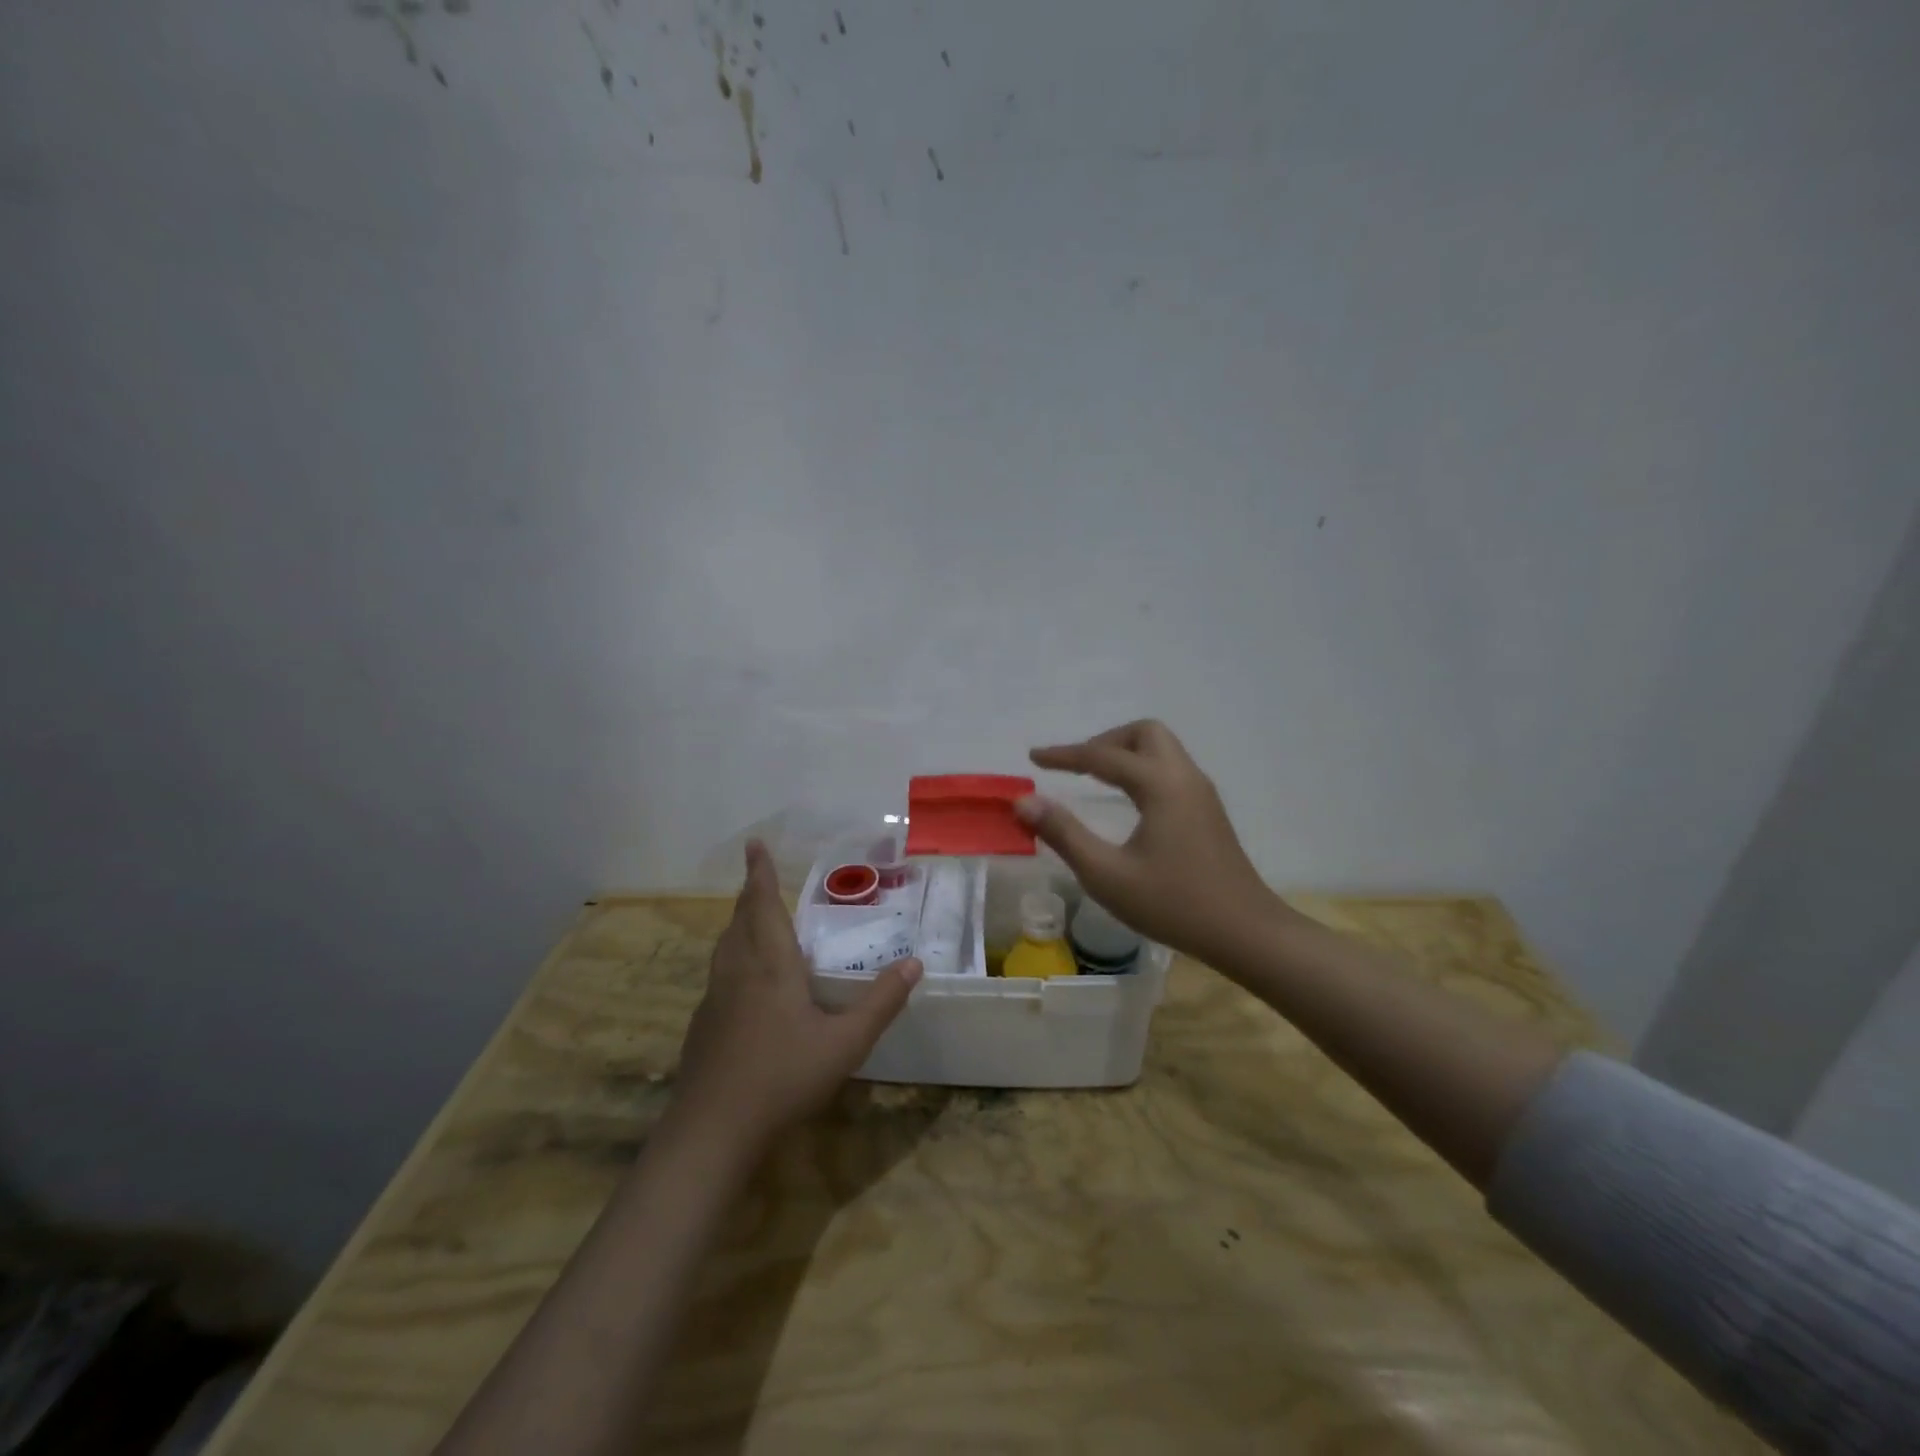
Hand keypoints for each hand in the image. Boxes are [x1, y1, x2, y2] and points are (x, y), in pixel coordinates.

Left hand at [670, 841, 920, 1155]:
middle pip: (740, 921)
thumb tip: (914, 964)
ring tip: (751, 918)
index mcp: (771, 966)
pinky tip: (743, 982)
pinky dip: (732, 957)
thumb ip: (881, 1003)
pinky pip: (719, 974)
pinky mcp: (702, 1026)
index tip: (754, 844)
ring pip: (725, 947)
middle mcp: (738, 973)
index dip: (761, 874)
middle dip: (750, 894)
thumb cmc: (783, 1078)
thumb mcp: (845, 1043)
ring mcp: (715, 1000)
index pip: (764, 906)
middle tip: (758, 876)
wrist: (712, 1131)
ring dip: (738, 924)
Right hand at [1018, 720, 1295, 966]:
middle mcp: (1184, 777)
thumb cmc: (1173, 904)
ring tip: (1094, 778)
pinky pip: (1170, 768)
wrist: (1245, 932)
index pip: (1103, 756)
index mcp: (1160, 785)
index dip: (1064, 755)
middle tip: (1075, 767)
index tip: (1033, 757)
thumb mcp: (1107, 874)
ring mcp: (1201, 792)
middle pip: (1143, 733)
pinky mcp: (1208, 810)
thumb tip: (1024, 801)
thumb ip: (1063, 833)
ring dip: (1125, 752)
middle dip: (1104, 741)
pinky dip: (1142, 768)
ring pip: (1161, 748)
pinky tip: (1127, 799)